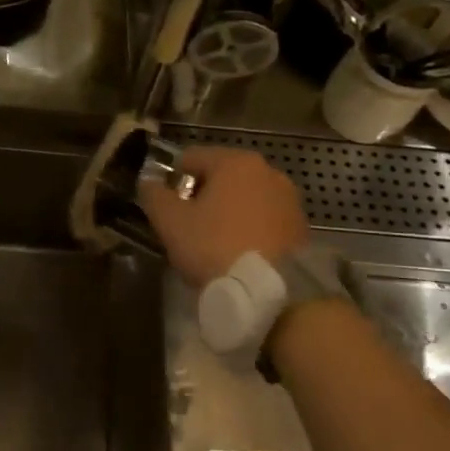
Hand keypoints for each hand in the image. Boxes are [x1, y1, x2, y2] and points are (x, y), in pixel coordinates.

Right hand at [137, 147, 308, 287]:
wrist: (271, 292)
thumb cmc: (214, 247)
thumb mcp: (170, 222)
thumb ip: (153, 195)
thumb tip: (148, 181)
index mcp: (235, 162)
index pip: (191, 158)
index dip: (172, 181)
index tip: (167, 210)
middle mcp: (267, 171)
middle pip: (221, 177)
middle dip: (202, 197)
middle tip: (188, 229)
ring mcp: (289, 199)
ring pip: (245, 198)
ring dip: (228, 213)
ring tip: (215, 245)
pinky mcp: (301, 226)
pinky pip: (265, 219)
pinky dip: (250, 229)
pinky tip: (240, 254)